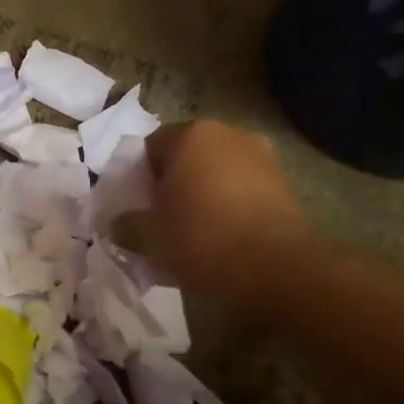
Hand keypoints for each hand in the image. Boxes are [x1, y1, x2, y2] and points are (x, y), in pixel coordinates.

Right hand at [113, 120, 316, 305]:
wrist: (279, 269)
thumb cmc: (202, 239)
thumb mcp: (149, 237)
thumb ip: (125, 225)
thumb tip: (118, 225)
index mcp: (190, 135)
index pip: (149, 148)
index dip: (137, 179)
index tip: (136, 208)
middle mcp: (228, 134)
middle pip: (185, 157)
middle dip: (172, 184)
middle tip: (161, 220)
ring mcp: (262, 157)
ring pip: (216, 173)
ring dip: (202, 195)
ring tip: (194, 232)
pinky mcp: (285, 184)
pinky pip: (243, 190)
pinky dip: (230, 207)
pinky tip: (223, 238)